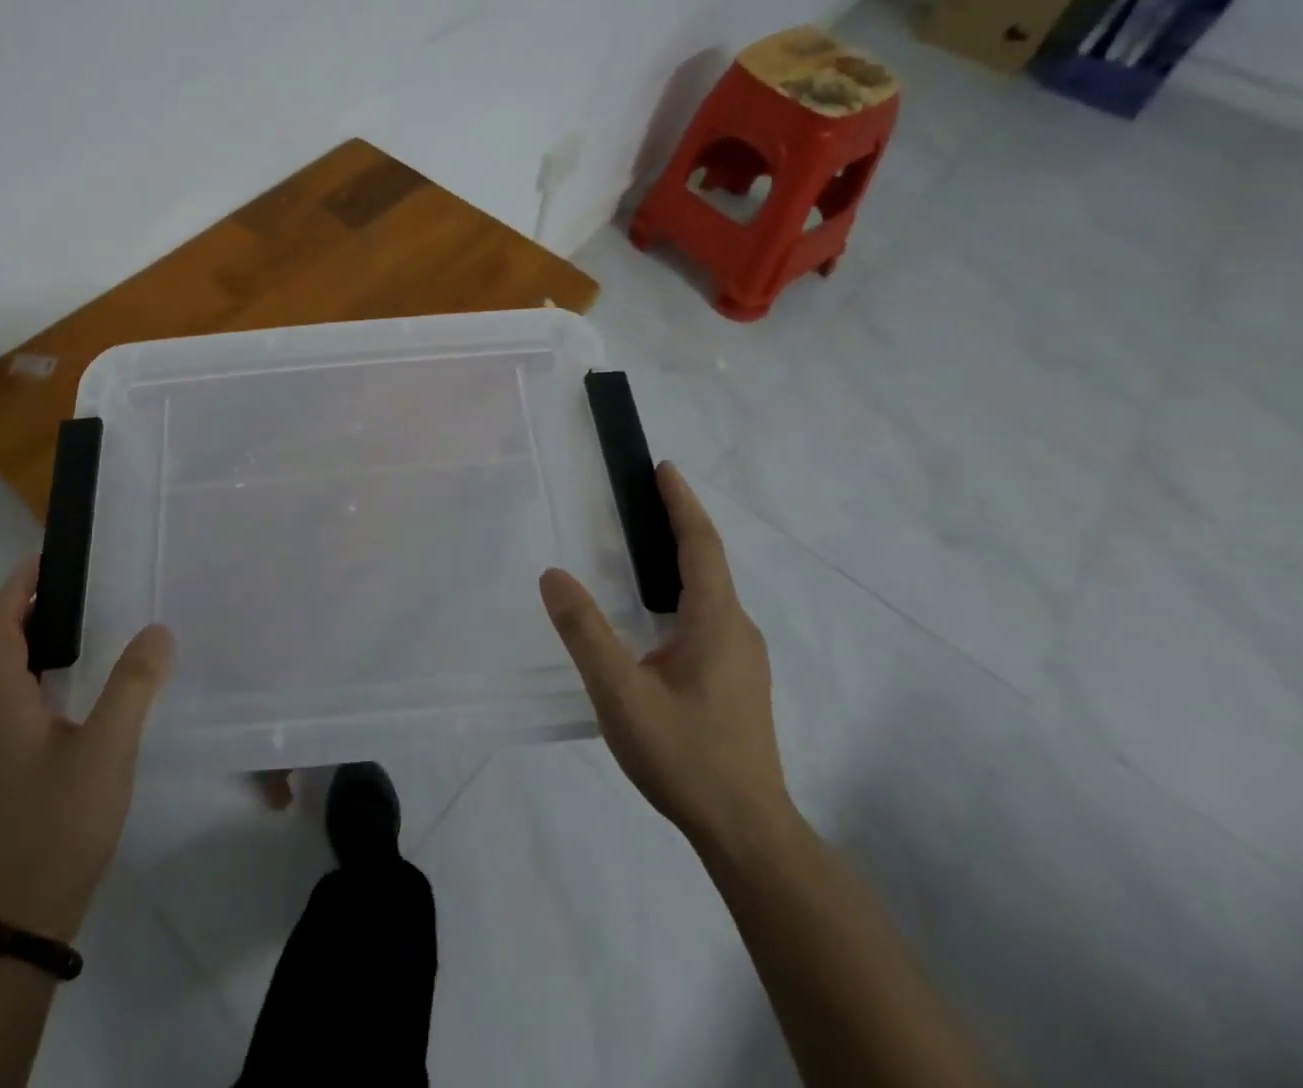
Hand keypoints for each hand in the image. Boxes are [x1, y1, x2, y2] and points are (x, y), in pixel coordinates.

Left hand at [0, 557, 174, 940]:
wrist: (25, 916)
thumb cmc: (59, 823)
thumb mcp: (106, 749)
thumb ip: (133, 686)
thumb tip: (157, 631)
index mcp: (1, 702)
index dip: (16, 587)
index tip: (46, 556)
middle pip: (2, 645)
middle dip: (31, 606)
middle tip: (80, 580)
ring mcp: (2, 746)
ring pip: (14, 674)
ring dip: (41, 638)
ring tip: (89, 619)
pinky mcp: (17, 767)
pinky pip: (28, 699)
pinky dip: (51, 671)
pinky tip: (89, 683)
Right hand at [540, 462, 792, 849]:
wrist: (748, 833)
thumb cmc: (685, 757)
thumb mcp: (621, 695)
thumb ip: (585, 633)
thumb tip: (554, 575)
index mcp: (716, 622)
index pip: (701, 545)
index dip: (682, 503)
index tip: (663, 468)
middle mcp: (737, 630)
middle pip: (709, 562)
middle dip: (678, 523)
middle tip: (641, 498)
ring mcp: (742, 658)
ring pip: (710, 592)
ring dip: (680, 558)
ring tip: (641, 546)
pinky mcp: (737, 681)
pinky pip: (708, 616)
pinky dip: (682, 591)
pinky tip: (655, 615)